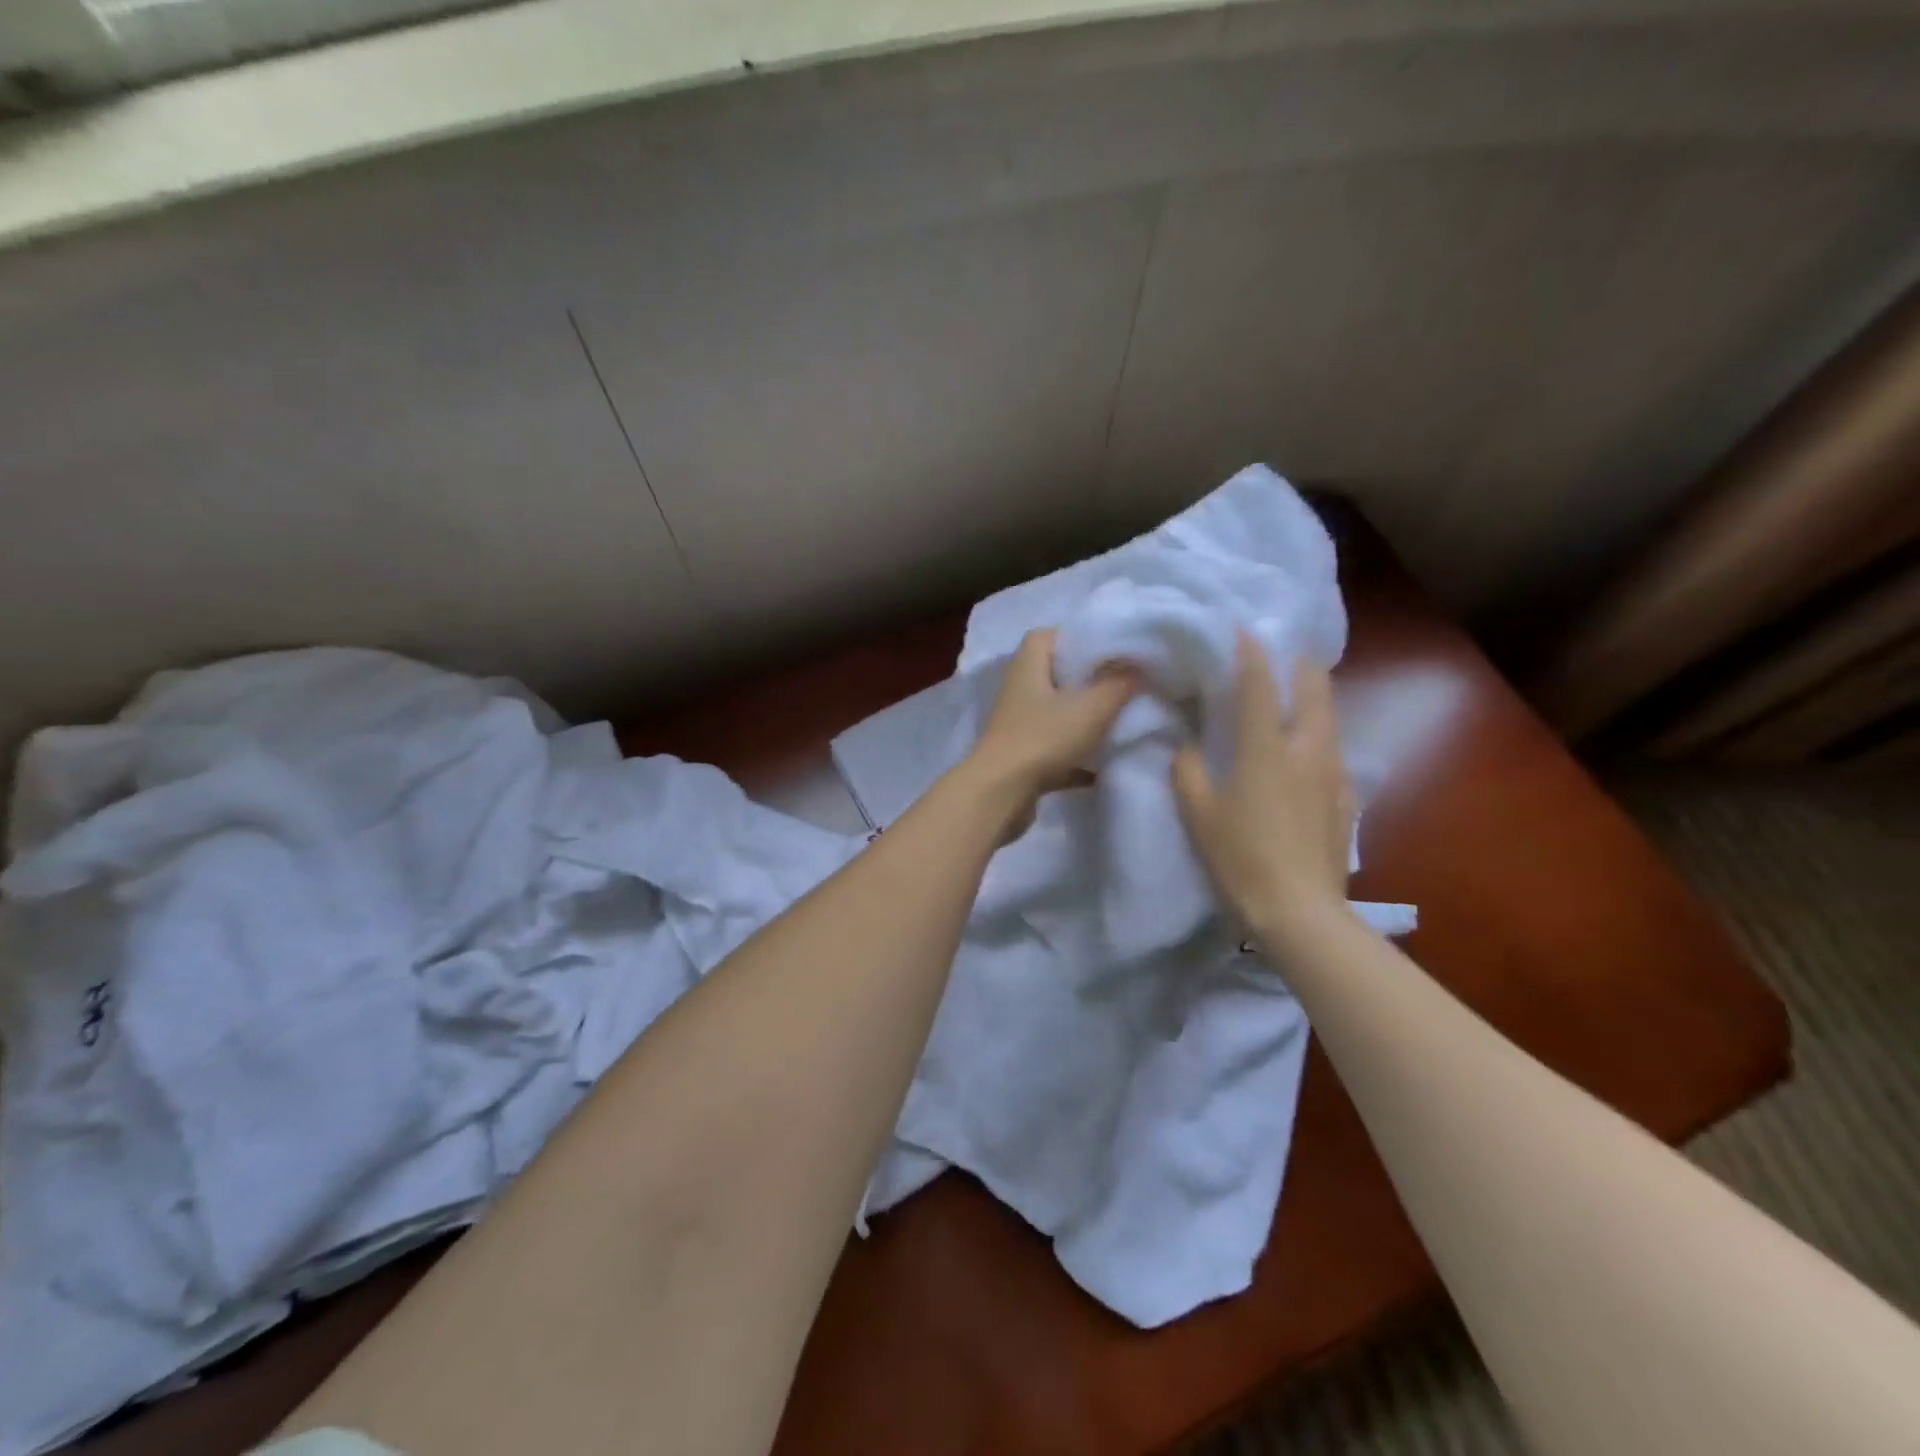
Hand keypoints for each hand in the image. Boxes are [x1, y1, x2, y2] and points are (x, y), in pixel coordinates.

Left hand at [965, 629, 1138, 832]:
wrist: (1001, 795)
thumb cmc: (1043, 739)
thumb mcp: (1091, 706)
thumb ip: (1119, 683)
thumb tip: (1139, 666)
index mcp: (1028, 666)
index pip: (1048, 635)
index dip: (1078, 636)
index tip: (1111, 647)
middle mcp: (1019, 691)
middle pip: (1055, 675)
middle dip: (1088, 680)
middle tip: (1124, 684)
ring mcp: (1018, 727)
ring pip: (1057, 714)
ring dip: (1085, 720)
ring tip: (1121, 721)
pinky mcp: (1023, 759)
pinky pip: (1057, 751)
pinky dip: (1079, 758)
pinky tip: (1105, 767)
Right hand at [1171, 633, 1354, 941]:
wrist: (1299, 910)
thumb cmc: (1240, 857)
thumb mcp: (1199, 814)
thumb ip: (1188, 772)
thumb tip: (1188, 747)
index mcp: (1266, 749)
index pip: (1259, 686)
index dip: (1252, 654)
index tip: (1245, 629)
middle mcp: (1307, 750)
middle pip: (1315, 690)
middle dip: (1300, 665)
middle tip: (1285, 654)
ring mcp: (1333, 774)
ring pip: (1331, 719)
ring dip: (1316, 697)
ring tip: (1300, 693)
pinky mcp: (1346, 799)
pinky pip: (1335, 754)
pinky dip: (1322, 738)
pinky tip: (1312, 752)